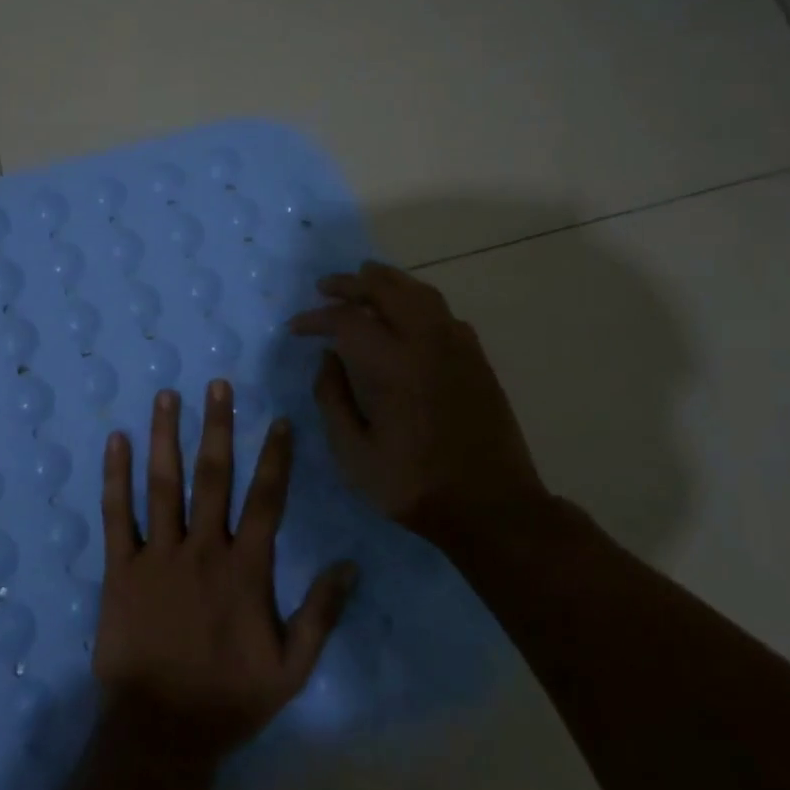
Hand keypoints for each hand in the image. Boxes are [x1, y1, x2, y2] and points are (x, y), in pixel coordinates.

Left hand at [93, 382, 358, 766]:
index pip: (266, 500)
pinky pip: (117, 514)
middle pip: (213, 477)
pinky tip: (115, 441)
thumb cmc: (228, 699)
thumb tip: (350, 565)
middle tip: (217, 384)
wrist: (159, 732)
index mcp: (245, 570)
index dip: (275, 458)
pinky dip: (115, 476)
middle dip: (217, 426)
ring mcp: (158, 555)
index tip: (279, 420)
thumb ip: (321, 614)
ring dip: (165, 437)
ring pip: (163, 484)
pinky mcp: (120, 568)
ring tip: (166, 395)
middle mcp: (202, 550)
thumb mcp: (291, 668)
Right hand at [289, 261, 547, 544]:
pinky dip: (418, 303)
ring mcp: (457, 347)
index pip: (346, 319)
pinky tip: (408, 317)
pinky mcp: (477, 359)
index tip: (296, 328)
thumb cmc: (413, 485)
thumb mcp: (353, 453)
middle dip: (350, 283)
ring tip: (365, 280)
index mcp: (391, 365)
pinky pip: (444, 313)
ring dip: (387, 282)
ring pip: (420, 293)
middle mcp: (426, 342)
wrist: (492, 508)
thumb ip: (332, 399)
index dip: (316, 318)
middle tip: (326, 287)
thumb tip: (327, 359)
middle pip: (385, 289)